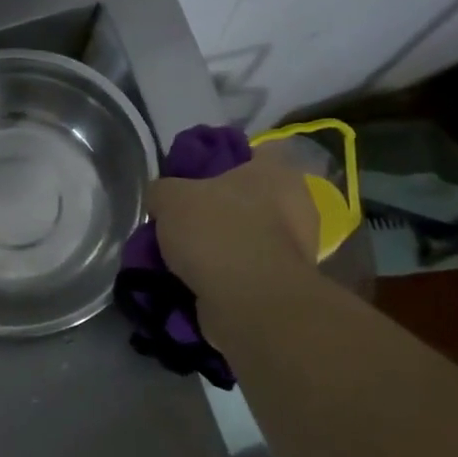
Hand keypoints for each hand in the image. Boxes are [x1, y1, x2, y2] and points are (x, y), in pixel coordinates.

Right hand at [146, 146, 320, 304]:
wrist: (249, 303)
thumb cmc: (217, 232)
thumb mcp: (170, 198)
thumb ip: (162, 190)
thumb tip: (161, 198)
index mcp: (277, 172)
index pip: (253, 153)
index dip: (222, 161)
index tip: (193, 178)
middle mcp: (296, 204)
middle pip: (248, 198)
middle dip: (218, 209)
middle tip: (183, 220)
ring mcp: (296, 248)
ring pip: (247, 236)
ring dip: (220, 246)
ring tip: (182, 257)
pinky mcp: (285, 284)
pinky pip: (247, 270)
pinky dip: (226, 275)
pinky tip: (196, 281)